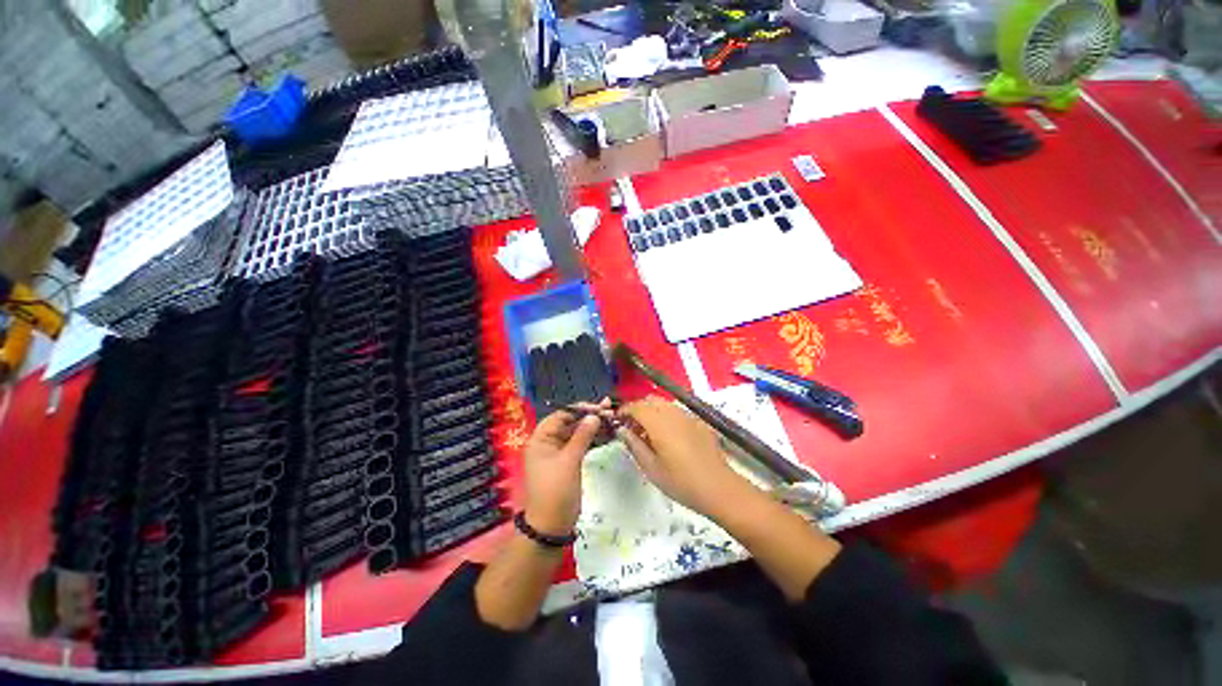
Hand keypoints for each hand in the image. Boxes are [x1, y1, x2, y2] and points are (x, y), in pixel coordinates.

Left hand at [520, 400, 611, 534]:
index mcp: (541, 438)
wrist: (552, 525)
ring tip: (613, 420)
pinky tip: (608, 434)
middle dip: (590, 417)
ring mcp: (559, 452)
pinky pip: (581, 444)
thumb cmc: (556, 490)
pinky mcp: (569, 461)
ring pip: (578, 433)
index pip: (561, 415)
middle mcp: (548, 442)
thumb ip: (582, 436)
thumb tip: (594, 415)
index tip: (599, 408)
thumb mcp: (569, 461)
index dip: (580, 409)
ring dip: (594, 427)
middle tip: (611, 412)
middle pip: (571, 422)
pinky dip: (593, 439)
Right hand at [617, 396, 750, 516]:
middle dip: (638, 408)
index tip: (617, 420)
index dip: (624, 410)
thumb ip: (634, 445)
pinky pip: (678, 412)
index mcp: (658, 423)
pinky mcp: (700, 423)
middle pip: (651, 400)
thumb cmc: (680, 481)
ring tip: (649, 433)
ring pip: (665, 404)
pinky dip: (667, 417)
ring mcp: (689, 416)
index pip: (636, 406)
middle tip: (632, 427)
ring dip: (653, 411)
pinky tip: (670, 437)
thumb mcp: (651, 468)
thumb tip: (622, 430)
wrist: (718, 488)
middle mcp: (673, 413)